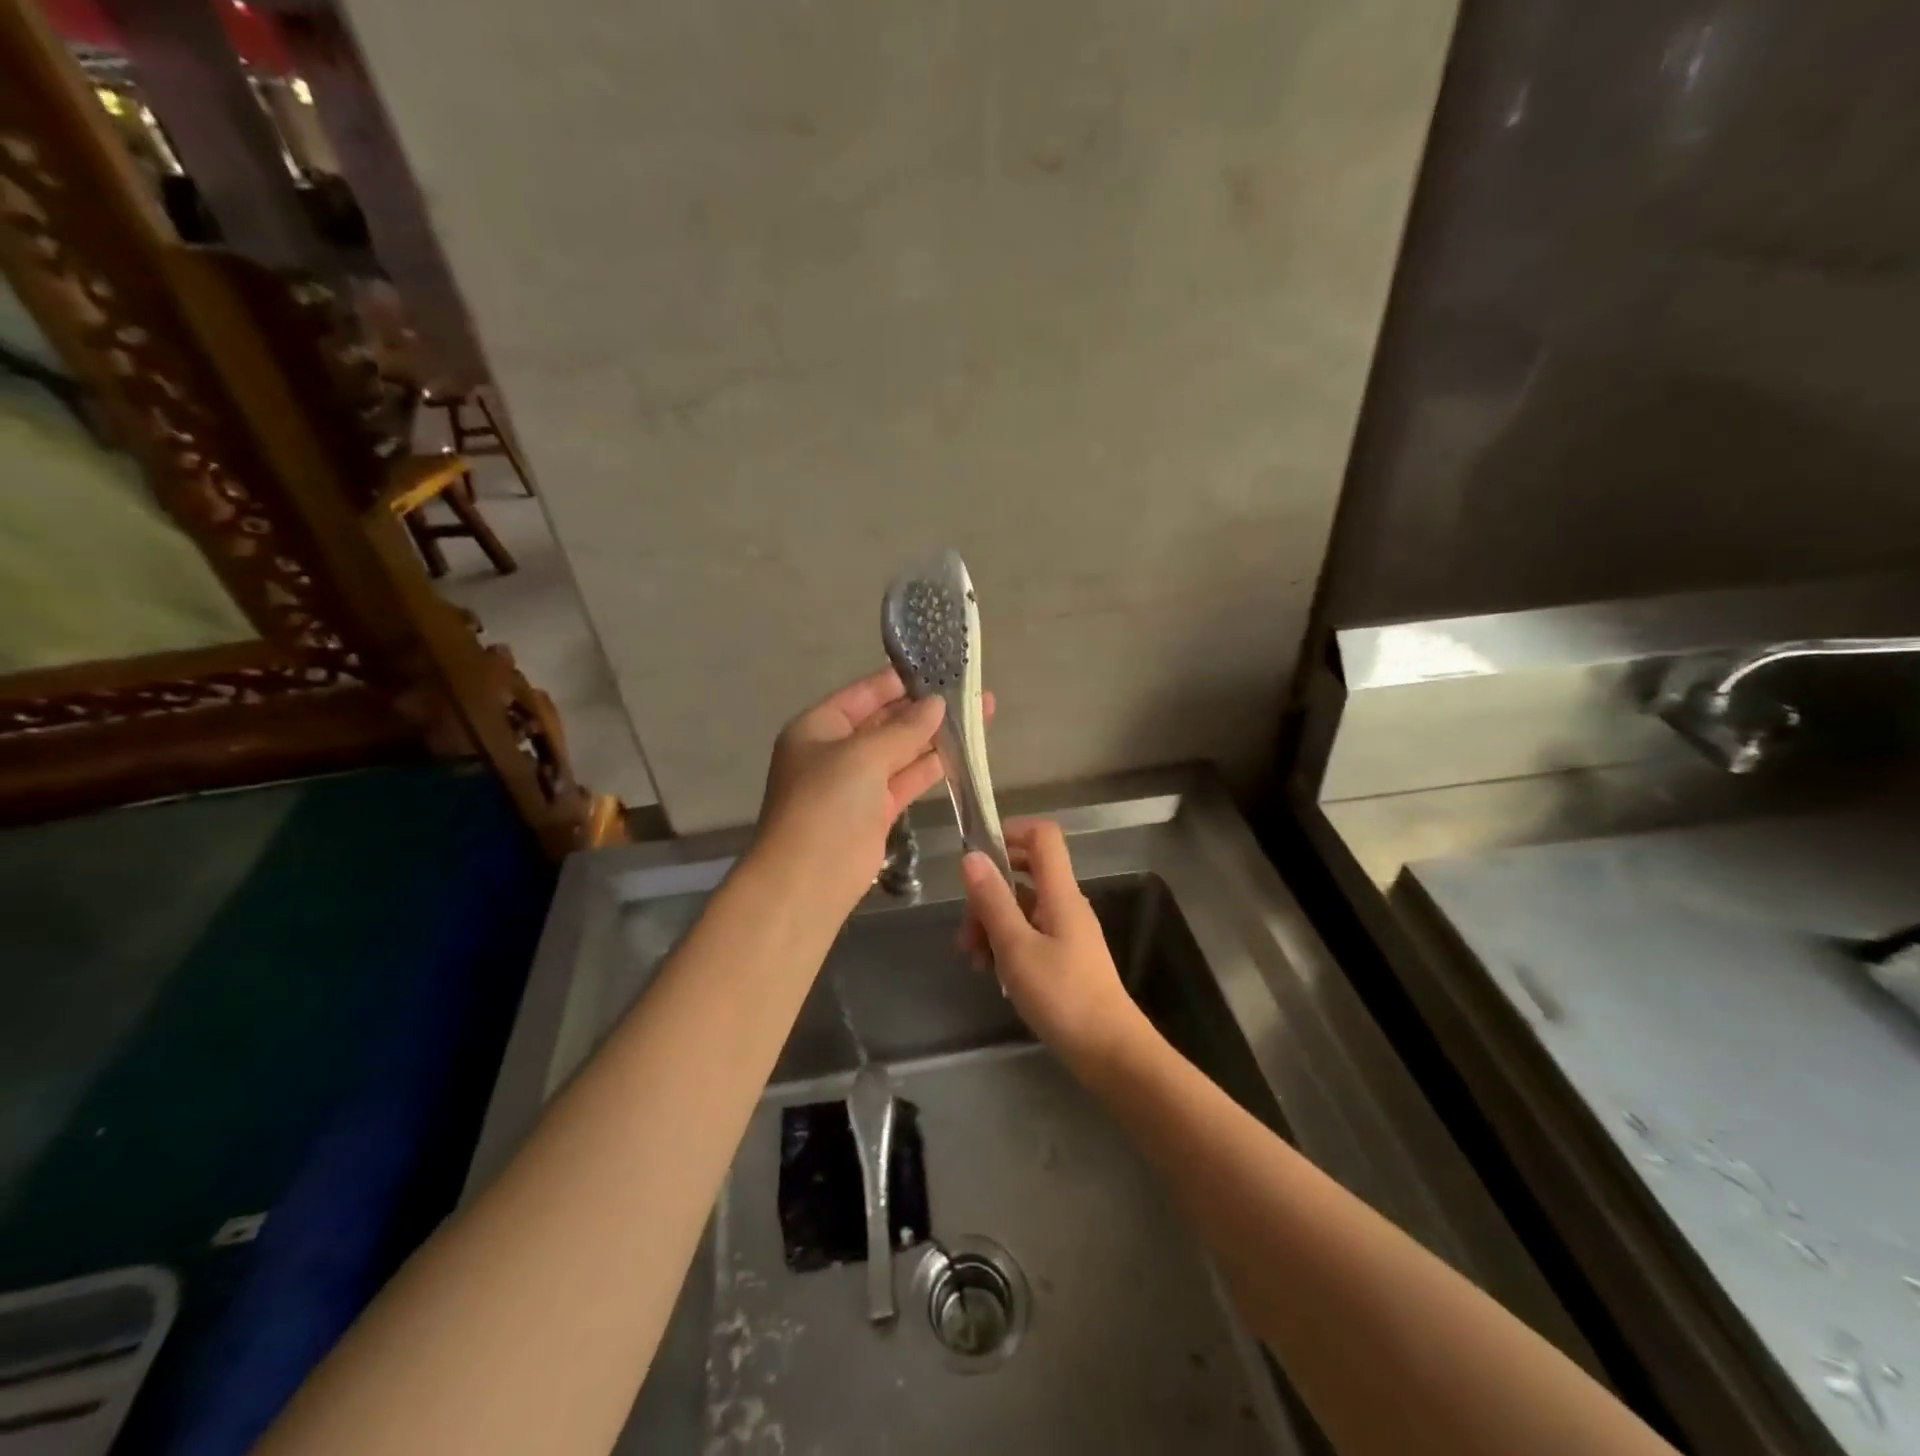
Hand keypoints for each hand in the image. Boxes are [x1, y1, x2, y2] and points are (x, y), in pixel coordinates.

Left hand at [753, 668, 949, 918]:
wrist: (809, 878)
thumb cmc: (826, 803)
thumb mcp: (863, 755)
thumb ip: (904, 729)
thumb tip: (937, 704)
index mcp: (818, 727)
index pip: (864, 693)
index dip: (900, 680)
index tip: (938, 666)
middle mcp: (836, 750)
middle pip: (886, 720)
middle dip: (924, 707)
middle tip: (969, 689)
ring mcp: (857, 783)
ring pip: (902, 750)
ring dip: (936, 735)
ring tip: (980, 713)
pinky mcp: (877, 811)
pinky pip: (908, 779)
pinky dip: (933, 766)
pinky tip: (965, 751)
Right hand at [960, 820, 1147, 1070]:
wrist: (1109, 1050)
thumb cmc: (1062, 996)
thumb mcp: (1016, 948)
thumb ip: (993, 901)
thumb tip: (971, 856)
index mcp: (1060, 893)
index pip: (1043, 836)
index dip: (1011, 832)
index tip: (977, 854)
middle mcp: (1066, 903)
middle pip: (1024, 872)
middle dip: (988, 892)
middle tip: (966, 929)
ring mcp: (1067, 930)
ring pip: (1022, 907)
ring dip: (992, 924)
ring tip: (974, 960)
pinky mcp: (1065, 955)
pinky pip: (1030, 932)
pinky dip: (1007, 943)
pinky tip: (993, 973)